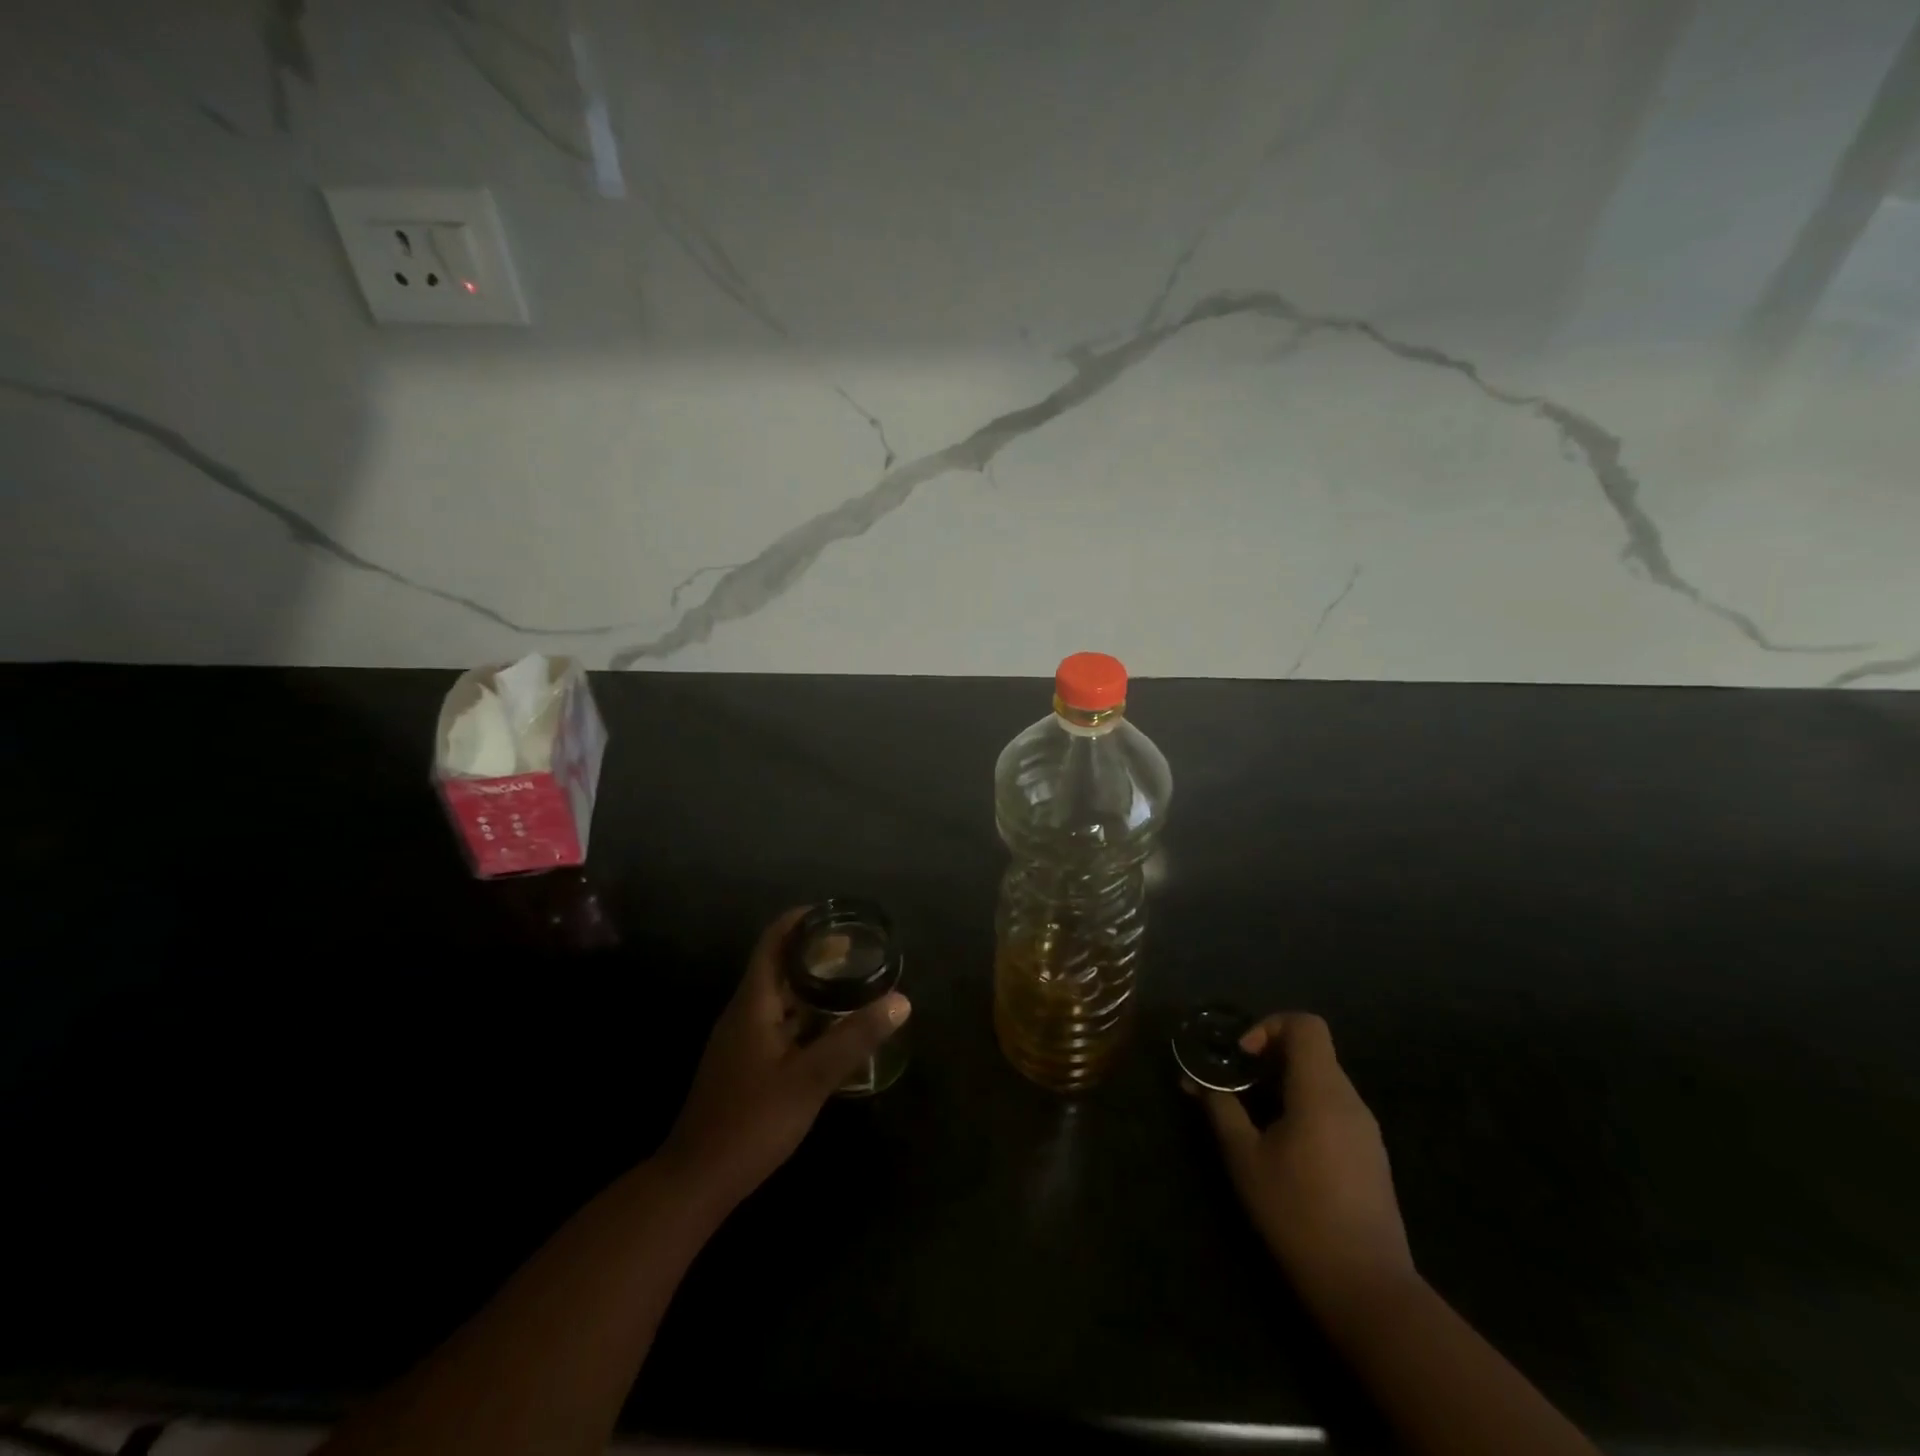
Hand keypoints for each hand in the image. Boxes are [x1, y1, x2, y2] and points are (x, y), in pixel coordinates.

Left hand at [659, 907, 909, 1210]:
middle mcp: (743, 1012)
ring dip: (812, 985)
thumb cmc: (751, 1121)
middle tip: (858, 948)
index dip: (800, 920)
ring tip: (853, 981)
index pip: (773, 942)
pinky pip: (778, 1022)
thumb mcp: (810, 1079)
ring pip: (779, 997)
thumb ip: (854, 1038)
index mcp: (752, 1003)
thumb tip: (901, 1001)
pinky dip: (806, 1015)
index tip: (836, 913)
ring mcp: (741, 1039)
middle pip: (778, 965)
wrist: (696, 1180)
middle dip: (815, 951)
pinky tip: (833, 1029)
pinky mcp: (745, 1063)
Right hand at [1197, 1013, 1415, 1313]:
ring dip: (1284, 1085)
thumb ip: (1220, 1109)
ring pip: (1322, 1082)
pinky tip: (1283, 1147)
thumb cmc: (1298, 1214)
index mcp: (1322, 1092)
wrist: (1367, 1289)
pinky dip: (1303, 1108)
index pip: (1305, 1025)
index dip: (1269, 1026)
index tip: (1242, 1056)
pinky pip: (1334, 1109)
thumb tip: (1196, 1080)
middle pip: (1312, 1052)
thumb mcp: (1244, 1158)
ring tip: (1253, 1117)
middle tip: (1236, 1086)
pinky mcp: (1371, 1156)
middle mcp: (1350, 1101)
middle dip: (1269, 1058)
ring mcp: (1366, 1130)